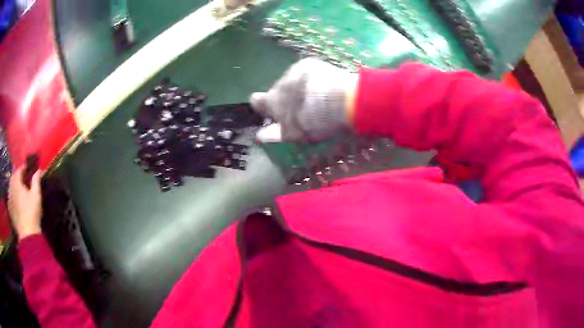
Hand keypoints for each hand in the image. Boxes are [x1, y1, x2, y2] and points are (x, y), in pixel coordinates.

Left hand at [8, 168, 42, 239]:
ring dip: (15, 187)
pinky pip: (11, 199)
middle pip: (13, 178)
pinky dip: (13, 197)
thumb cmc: (31, 212)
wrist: (27, 235)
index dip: (24, 168)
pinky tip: (17, 202)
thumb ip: (36, 180)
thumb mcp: (36, 195)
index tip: (29, 170)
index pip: (19, 170)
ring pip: (11, 189)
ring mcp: (9, 200)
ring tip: (20, 191)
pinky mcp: (10, 210)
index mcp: (16, 182)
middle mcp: (11, 188)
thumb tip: (38, 170)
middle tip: (24, 180)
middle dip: (18, 177)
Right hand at [250, 58, 357, 142]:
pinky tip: (324, 87)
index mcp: (272, 100)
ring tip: (317, 98)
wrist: (337, 99)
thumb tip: (259, 136)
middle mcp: (280, 82)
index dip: (263, 106)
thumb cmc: (312, 121)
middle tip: (303, 109)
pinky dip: (312, 79)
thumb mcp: (293, 134)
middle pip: (278, 90)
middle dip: (287, 97)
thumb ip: (274, 134)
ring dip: (300, 87)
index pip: (257, 101)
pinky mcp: (311, 63)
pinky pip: (307, 72)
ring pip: (293, 80)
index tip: (271, 112)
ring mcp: (295, 70)